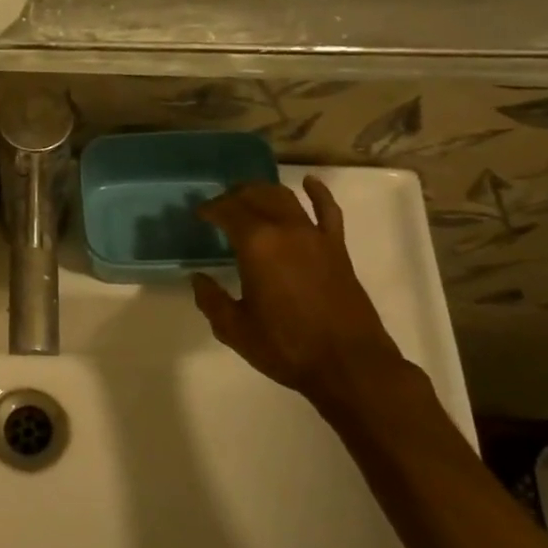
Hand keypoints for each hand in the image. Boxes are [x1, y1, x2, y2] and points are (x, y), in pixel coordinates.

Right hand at [191, 177, 411, 421]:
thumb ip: (211, 300)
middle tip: (220, 206)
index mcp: (257, 245)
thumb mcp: (235, 329)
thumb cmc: (286, 347)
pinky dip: (318, 192)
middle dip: (234, 196)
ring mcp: (316, 236)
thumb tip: (198, 278)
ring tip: (249, 195)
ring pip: (286, 198)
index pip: (228, 211)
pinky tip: (309, 183)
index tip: (199, 214)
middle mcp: (286, 230)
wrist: (349, 364)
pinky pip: (328, 211)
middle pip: (256, 196)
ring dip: (264, 191)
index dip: (211, 209)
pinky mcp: (337, 248)